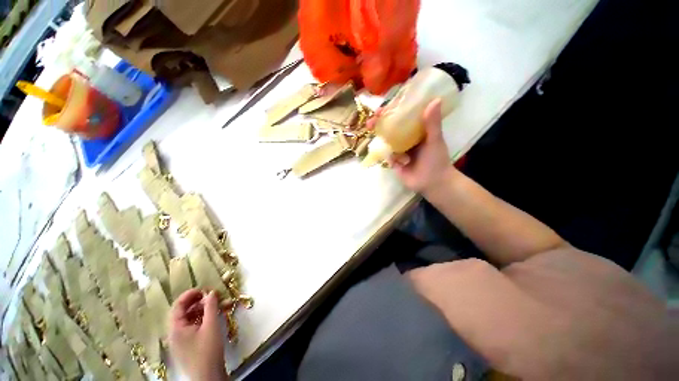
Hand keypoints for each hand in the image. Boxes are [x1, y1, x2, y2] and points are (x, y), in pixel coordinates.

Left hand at [168, 289, 228, 380]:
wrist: (208, 376)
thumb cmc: (208, 350)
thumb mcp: (211, 325)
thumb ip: (211, 307)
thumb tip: (211, 292)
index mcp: (176, 328)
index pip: (177, 306)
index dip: (190, 295)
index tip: (204, 289)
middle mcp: (175, 333)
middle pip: (182, 312)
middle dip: (197, 302)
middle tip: (212, 296)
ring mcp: (180, 341)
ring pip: (188, 319)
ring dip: (201, 310)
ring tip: (216, 306)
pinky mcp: (187, 346)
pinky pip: (192, 327)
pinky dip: (201, 319)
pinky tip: (212, 318)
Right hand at [380, 99, 453, 192]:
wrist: (432, 183)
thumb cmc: (436, 160)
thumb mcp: (435, 140)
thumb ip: (433, 123)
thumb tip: (435, 100)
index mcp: (416, 129)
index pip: (402, 116)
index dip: (392, 110)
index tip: (382, 109)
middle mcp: (406, 138)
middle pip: (390, 127)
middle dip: (379, 124)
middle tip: (370, 123)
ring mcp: (399, 149)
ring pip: (386, 141)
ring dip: (380, 138)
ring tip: (372, 136)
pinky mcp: (394, 161)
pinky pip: (386, 155)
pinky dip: (388, 155)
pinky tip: (397, 159)